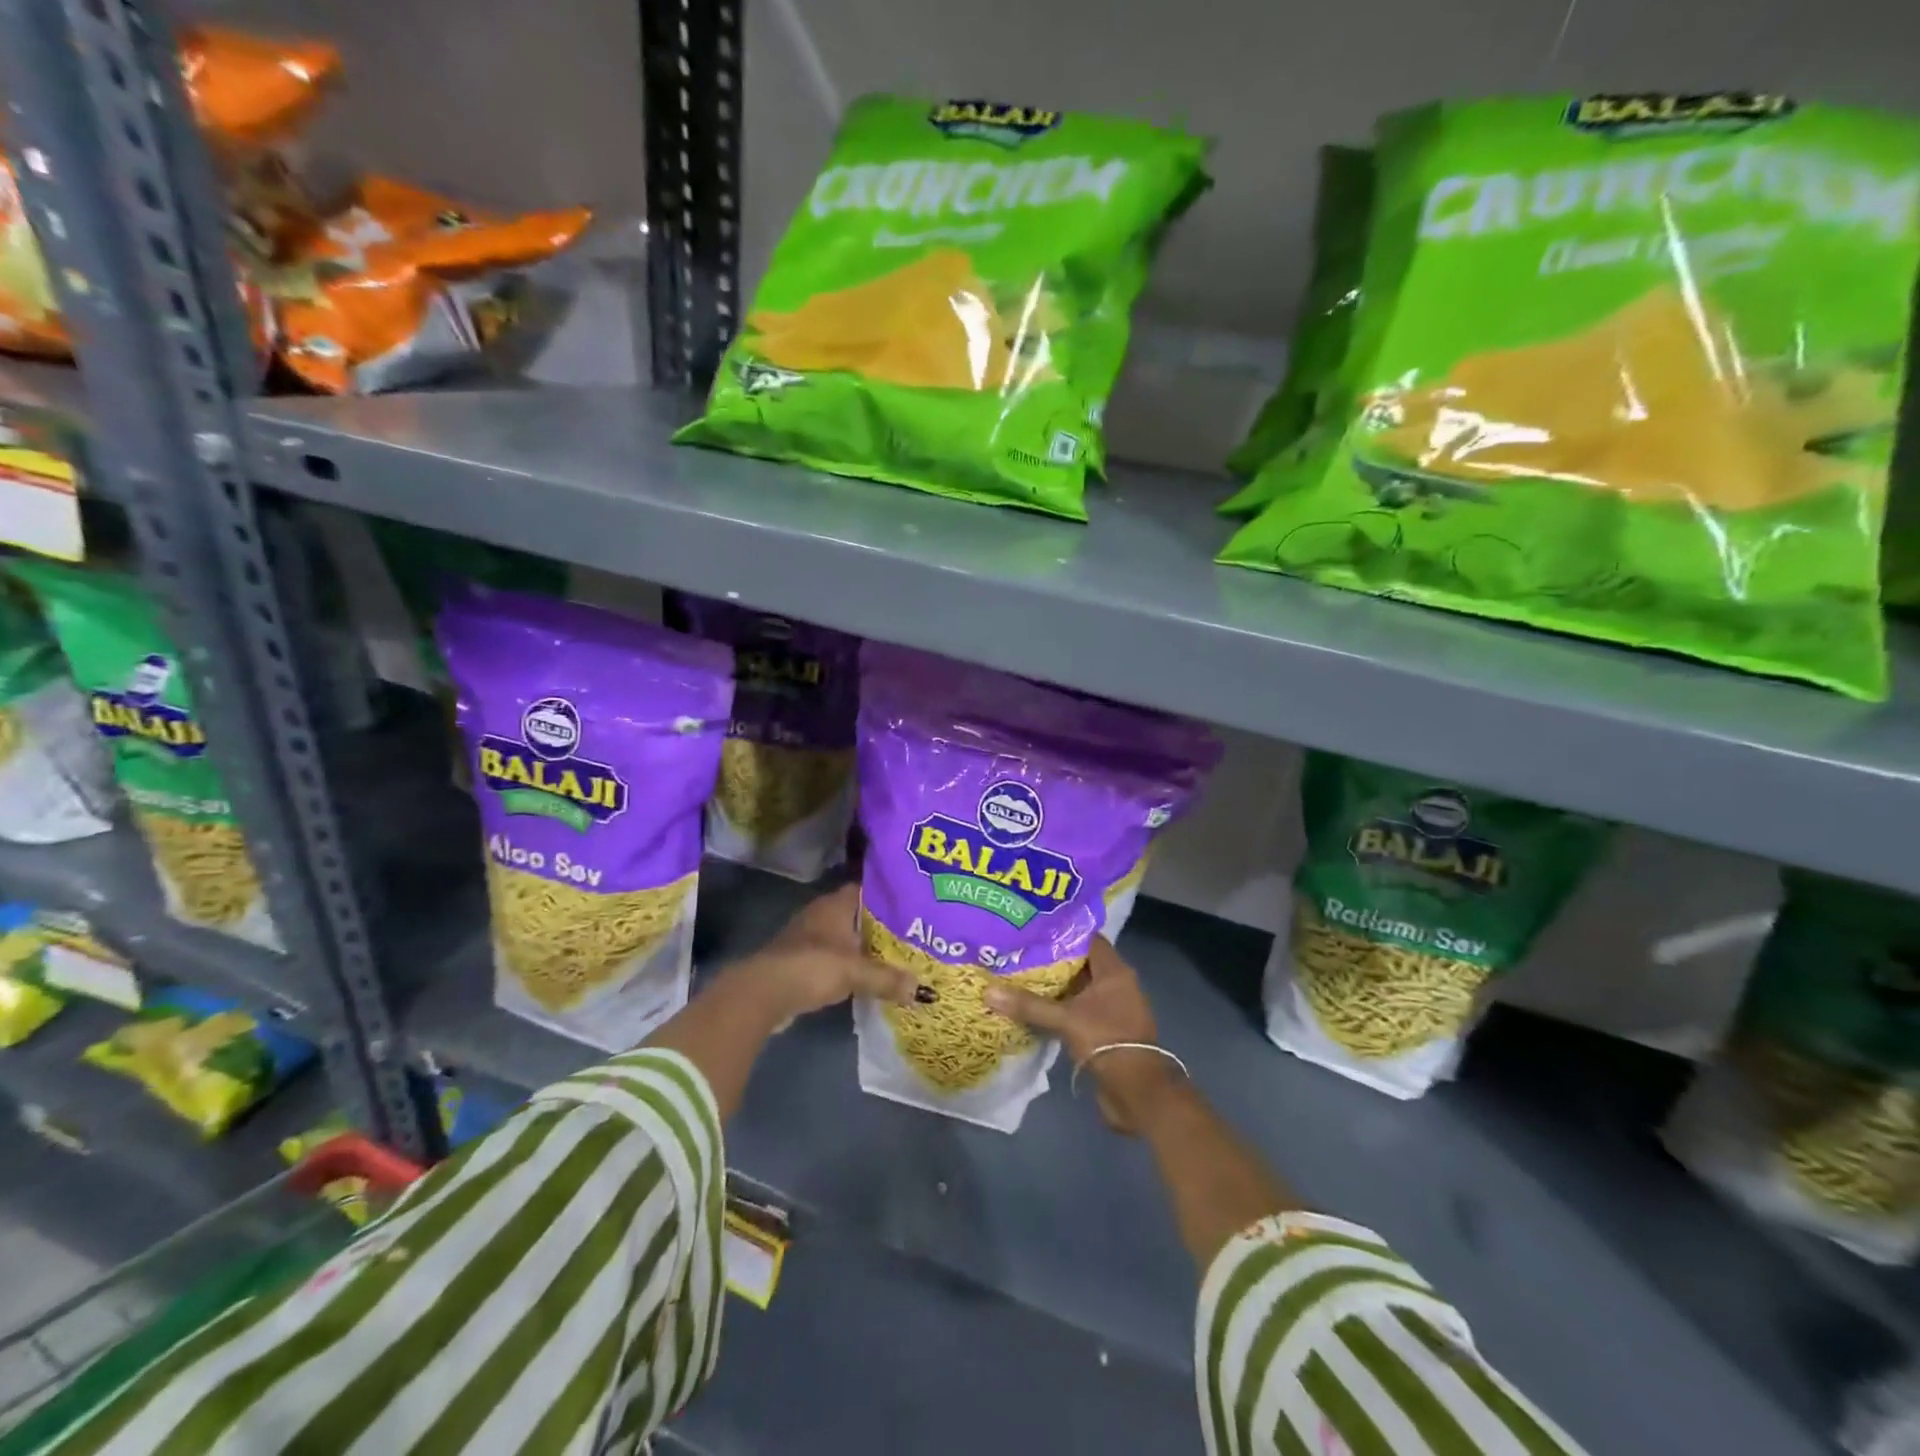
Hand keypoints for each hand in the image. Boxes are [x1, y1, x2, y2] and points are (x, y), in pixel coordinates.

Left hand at [733, 884, 919, 1023]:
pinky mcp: (801, 961)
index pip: (868, 890)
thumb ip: (888, 979)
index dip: (889, 896)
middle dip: (881, 925)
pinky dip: (849, 965)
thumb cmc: (813, 967)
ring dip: (864, 947)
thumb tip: (922, 990)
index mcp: (836, 905)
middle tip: (912, 935)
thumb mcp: (856, 972)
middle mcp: (822, 914)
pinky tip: (866, 977)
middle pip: (858, 915)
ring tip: (895, 957)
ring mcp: (808, 937)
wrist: (764, 992)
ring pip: (845, 937)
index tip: (913, 906)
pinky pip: (834, 957)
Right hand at [984, 938, 1182, 1134]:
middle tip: (1020, 951)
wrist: (1137, 1092)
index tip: (1034, 928)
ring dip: (1055, 986)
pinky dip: (1060, 1007)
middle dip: (1052, 959)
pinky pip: (1079, 1010)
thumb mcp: (1065, 1020)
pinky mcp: (1106, 1030)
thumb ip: (1028, 1005)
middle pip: (1081, 963)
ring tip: (1020, 975)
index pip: (1088, 938)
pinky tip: (1034, 1007)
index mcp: (1114, 972)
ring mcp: (1112, 1009)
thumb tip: (988, 991)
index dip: (1063, 932)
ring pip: (1079, 988)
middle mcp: (1116, 984)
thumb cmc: (1106, 1041)